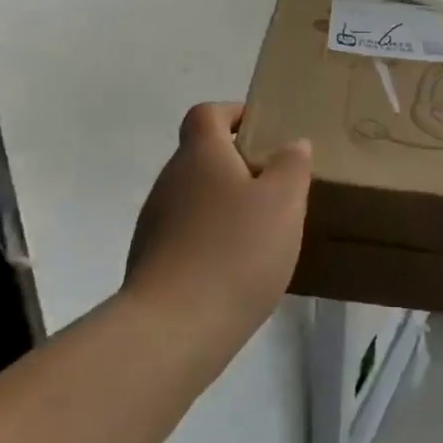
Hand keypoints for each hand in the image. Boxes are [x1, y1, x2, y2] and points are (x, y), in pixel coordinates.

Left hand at [124, 103, 310, 350]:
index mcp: (201, 154)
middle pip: (201, 156)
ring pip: (194, 197)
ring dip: (224, 205)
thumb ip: (292, 166)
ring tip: (261, 231)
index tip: (262, 130)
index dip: (233, 113)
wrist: (173, 329)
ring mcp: (155, 222)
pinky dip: (210, 239)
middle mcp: (170, 180)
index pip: (207, 114)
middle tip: (275, 186)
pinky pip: (186, 234)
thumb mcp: (283, 202)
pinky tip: (236, 268)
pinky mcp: (150, 261)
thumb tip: (292, 144)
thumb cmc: (236, 251)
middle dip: (236, 164)